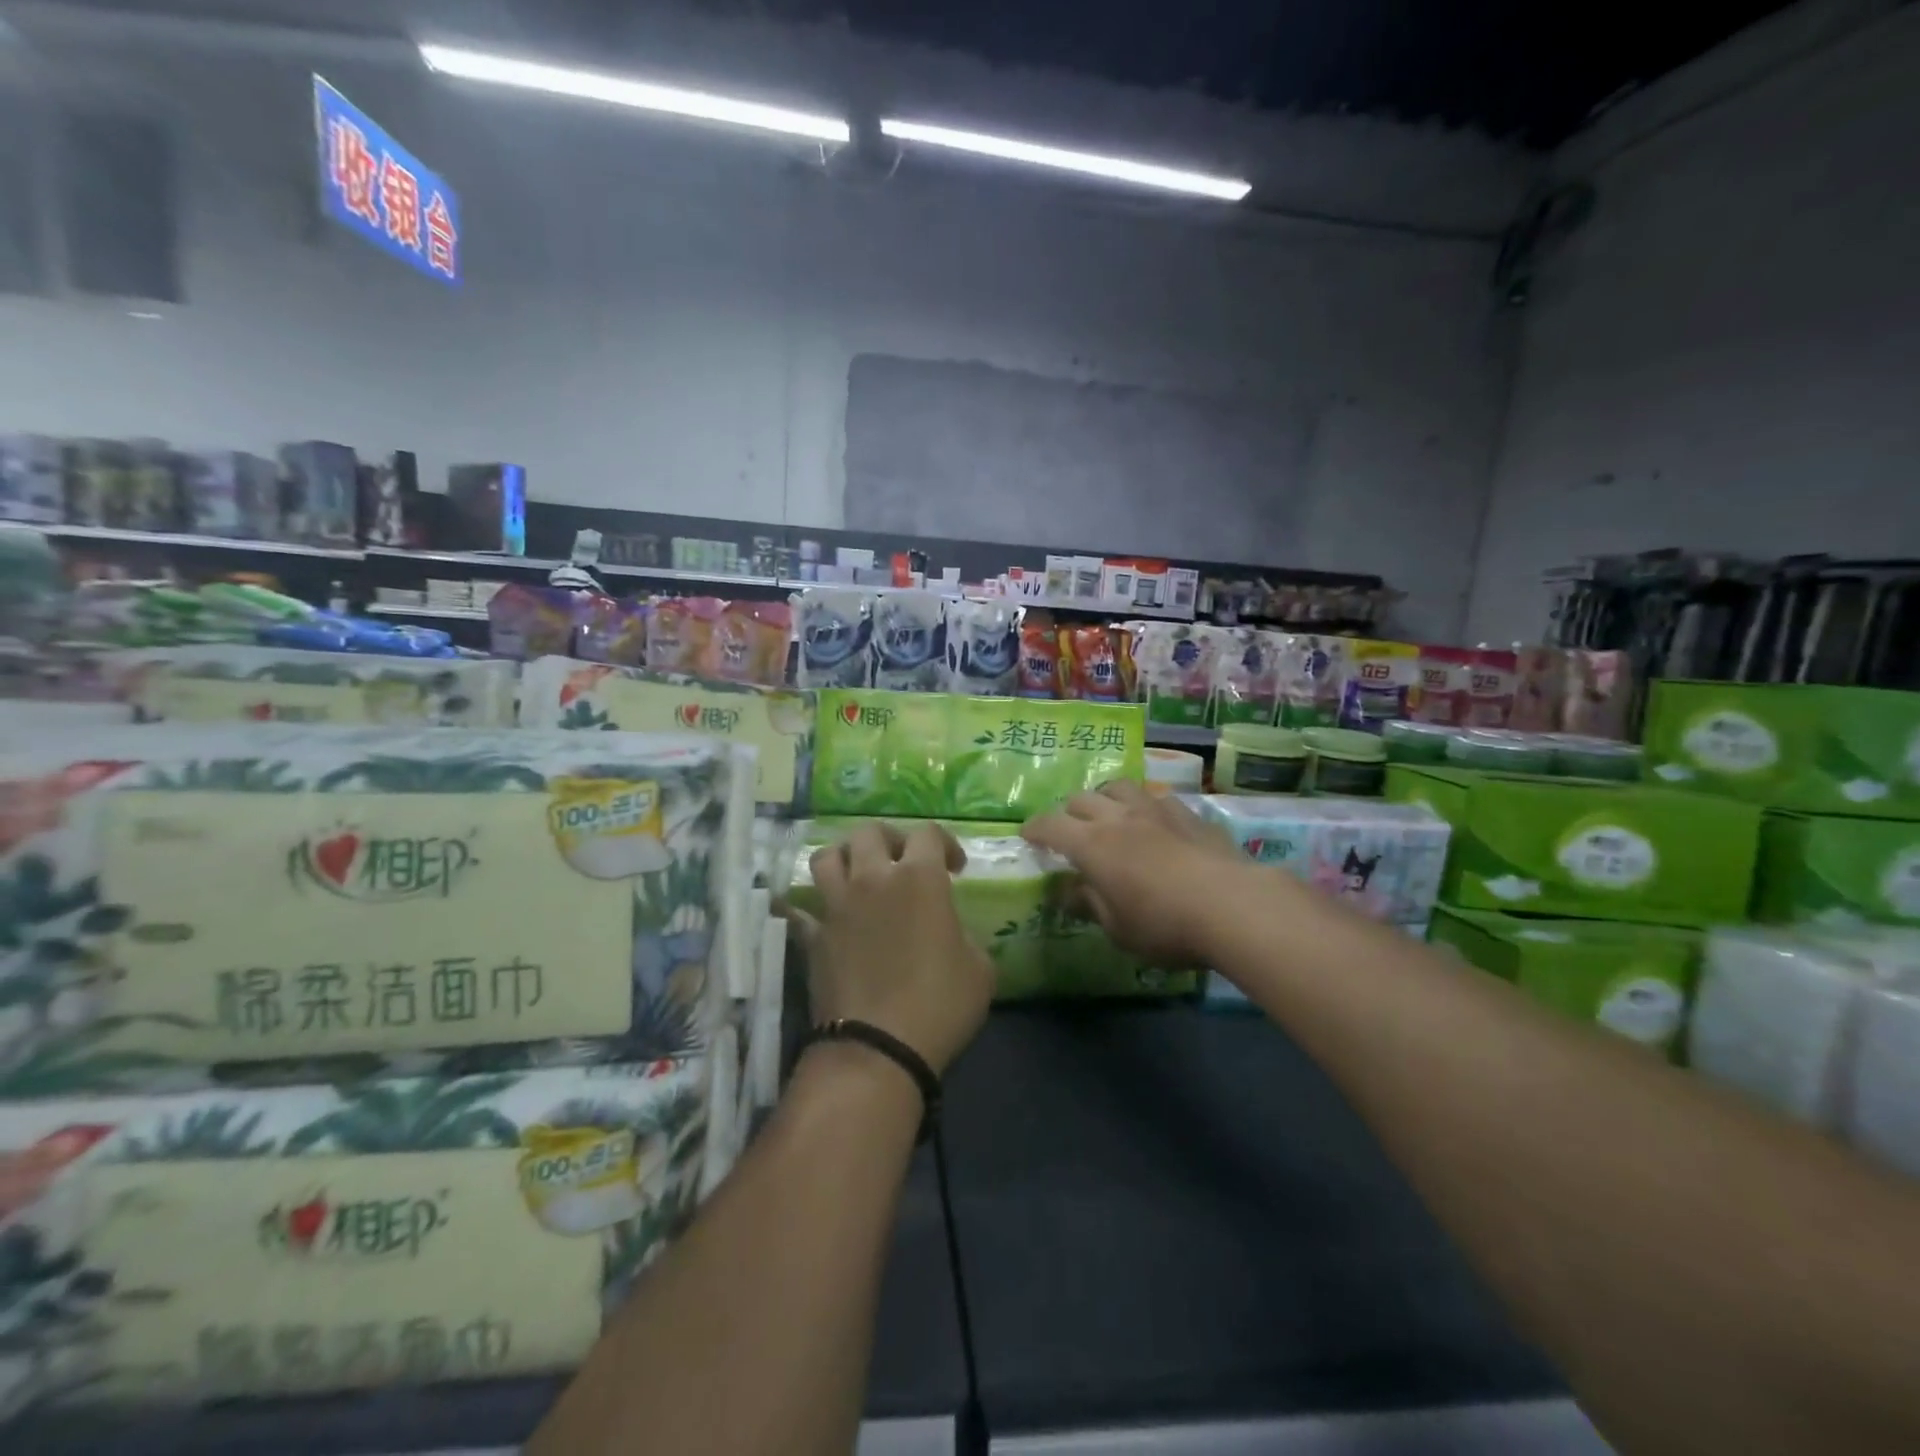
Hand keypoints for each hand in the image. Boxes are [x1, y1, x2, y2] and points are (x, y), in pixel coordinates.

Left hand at [790, 822, 994, 1075]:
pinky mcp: (812, 935)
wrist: (878, 1049)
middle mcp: (872, 879)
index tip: (954, 869)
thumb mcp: (980, 969)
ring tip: (858, 875)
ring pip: (827, 857)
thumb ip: (965, 935)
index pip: (928, 833)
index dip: (945, 844)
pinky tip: (818, 915)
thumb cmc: (940, 1005)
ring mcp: (836, 905)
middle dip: (889, 840)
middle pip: (869, 832)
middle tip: (902, 862)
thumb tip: (950, 931)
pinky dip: (808, 907)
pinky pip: (800, 908)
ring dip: (844, 858)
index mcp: (919, 878)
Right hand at [1022, 782, 1261, 967]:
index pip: (1050, 825)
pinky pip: (1155, 797)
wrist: (1232, 905)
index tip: (1028, 836)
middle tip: (1068, 831)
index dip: (1035, 829)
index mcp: (1091, 844)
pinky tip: (1152, 821)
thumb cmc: (1164, 925)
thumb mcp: (1117, 929)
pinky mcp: (1187, 813)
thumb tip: (1067, 891)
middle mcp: (1118, 817)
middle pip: (1081, 799)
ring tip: (1107, 814)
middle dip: (1067, 812)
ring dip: (1104, 797)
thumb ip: (1089, 904)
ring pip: (1118, 787)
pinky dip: (1143, 805)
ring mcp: (1154, 810)